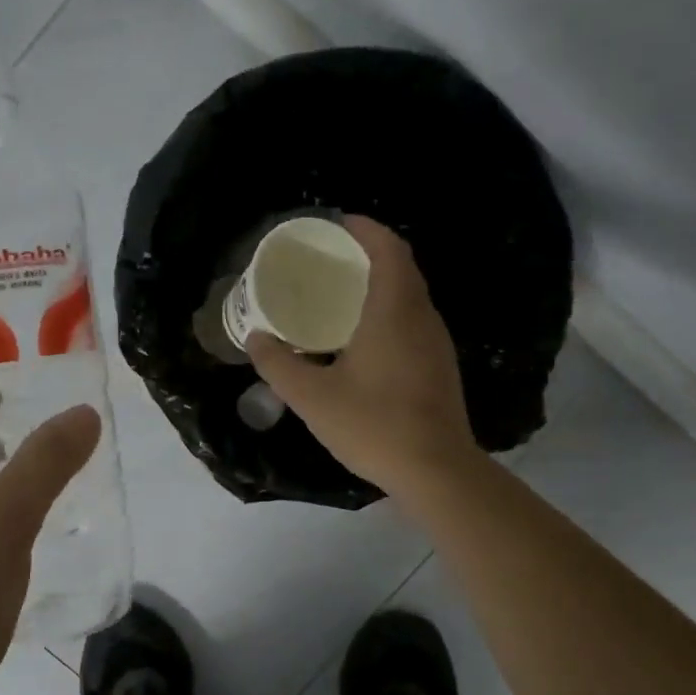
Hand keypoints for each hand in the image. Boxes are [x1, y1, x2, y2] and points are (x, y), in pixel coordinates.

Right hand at [247, 216, 479, 500]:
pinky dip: (390, 312)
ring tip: (342, 293)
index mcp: (394, 311)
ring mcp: (436, 343)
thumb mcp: (312, 397)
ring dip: (381, 284)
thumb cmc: (373, 425)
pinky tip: (364, 338)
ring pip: (410, 297)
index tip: (338, 223)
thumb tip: (255, 338)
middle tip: (331, 259)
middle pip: (402, 268)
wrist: (435, 471)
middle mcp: (422, 318)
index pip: (389, 249)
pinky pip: (414, 322)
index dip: (366, 229)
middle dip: (369, 254)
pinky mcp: (440, 367)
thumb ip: (278, 365)